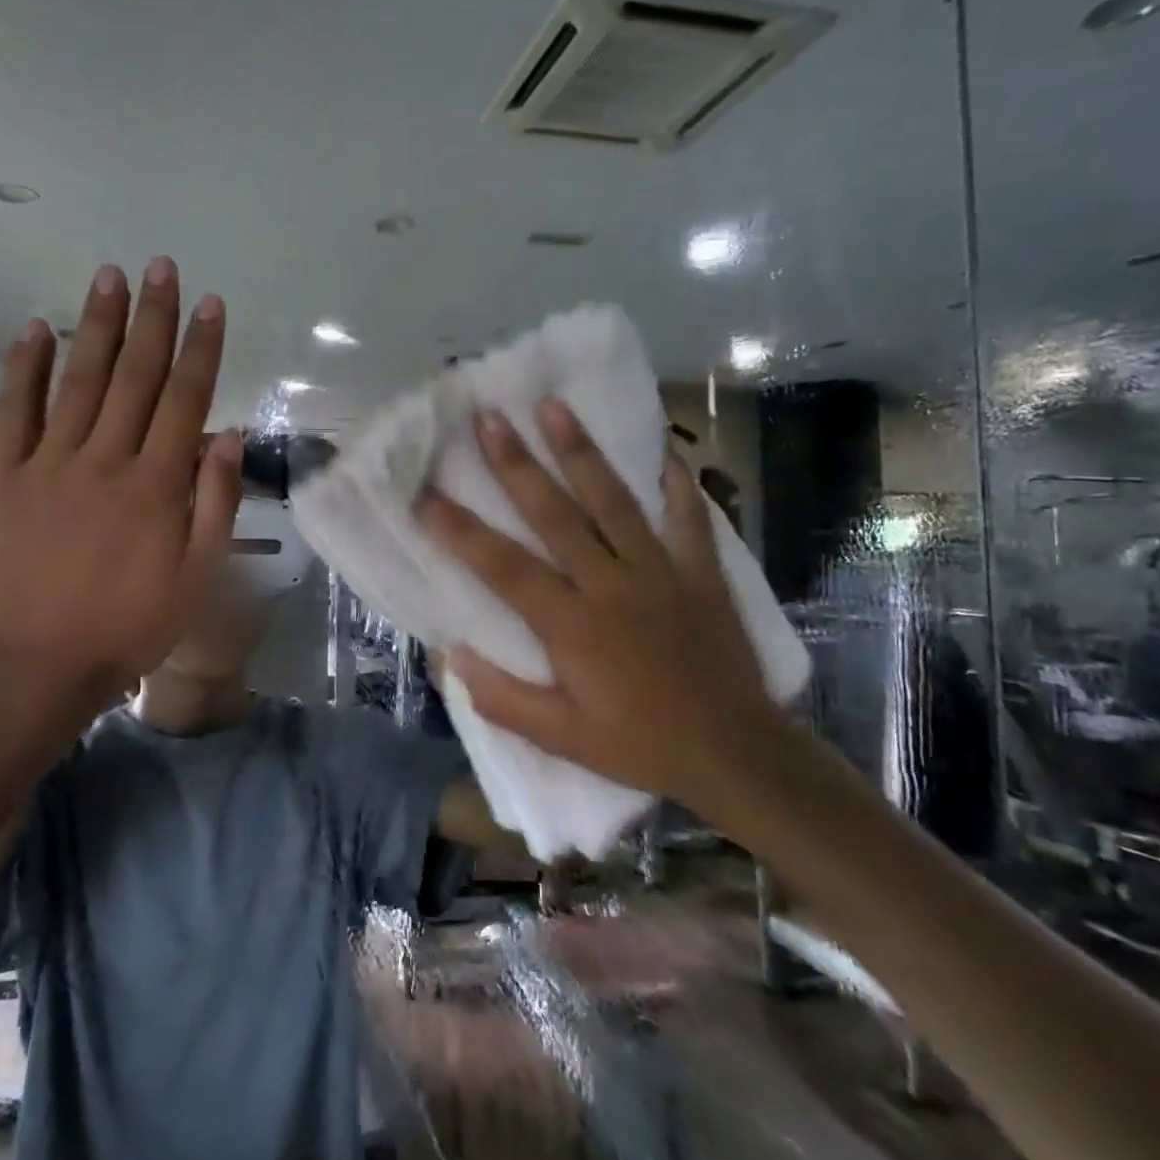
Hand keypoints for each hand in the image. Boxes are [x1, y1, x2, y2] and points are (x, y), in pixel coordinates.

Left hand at [0, 257, 242, 698]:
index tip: (210, 304)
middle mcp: (105, 460)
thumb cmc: (131, 626)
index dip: (200, 348)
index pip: (185, 399)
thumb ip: (215, 502)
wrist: (38, 665)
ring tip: (109, 277)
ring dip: (96, 325)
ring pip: (79, 381)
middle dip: (152, 318)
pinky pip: (13, 411)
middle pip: (134, 376)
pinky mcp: (2, 477)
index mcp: (157, 485)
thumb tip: (228, 435)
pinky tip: (34, 329)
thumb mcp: (197, 576)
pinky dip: (24, 368)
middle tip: (161, 267)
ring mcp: (48, 464)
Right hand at [416, 400, 790, 815]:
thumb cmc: (640, 745)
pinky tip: (663, 445)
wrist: (735, 753)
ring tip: (554, 406)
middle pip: (555, 514)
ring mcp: (661, 571)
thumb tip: (450, 655)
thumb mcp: (562, 739)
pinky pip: (688, 514)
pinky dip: (676, 479)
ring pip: (613, 500)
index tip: (423, 495)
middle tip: (489, 418)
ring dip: (581, 451)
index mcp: (572, 625)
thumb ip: (502, 698)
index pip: (502, 567)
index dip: (458, 530)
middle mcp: (611, 584)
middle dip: (516, 464)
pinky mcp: (701, 571)